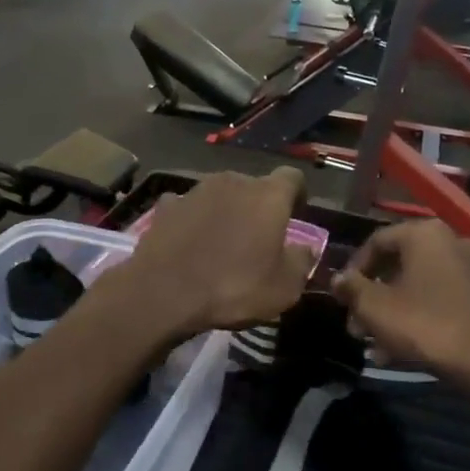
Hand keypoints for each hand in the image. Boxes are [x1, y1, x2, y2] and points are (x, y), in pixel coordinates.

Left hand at [115, 169, 316, 340]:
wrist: (163, 293)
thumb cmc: (233, 288)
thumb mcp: (283, 288)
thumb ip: (301, 262)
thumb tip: (306, 249)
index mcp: (268, 195)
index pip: (293, 177)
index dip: (298, 194)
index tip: (296, 214)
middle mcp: (233, 181)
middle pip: (254, 186)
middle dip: (259, 206)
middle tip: (258, 236)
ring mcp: (195, 190)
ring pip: (220, 194)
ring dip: (226, 211)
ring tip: (222, 242)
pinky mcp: (166, 205)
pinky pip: (189, 207)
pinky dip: (194, 220)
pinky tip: (190, 242)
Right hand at [333, 220, 469, 399]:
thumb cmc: (425, 325)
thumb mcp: (375, 307)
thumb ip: (351, 288)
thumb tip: (338, 279)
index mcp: (423, 234)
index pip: (376, 242)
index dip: (352, 270)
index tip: (341, 297)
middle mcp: (450, 241)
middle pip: (397, 265)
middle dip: (372, 296)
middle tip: (356, 325)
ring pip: (416, 285)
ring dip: (391, 310)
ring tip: (374, 343)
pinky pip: (438, 298)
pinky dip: (417, 315)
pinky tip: (400, 349)